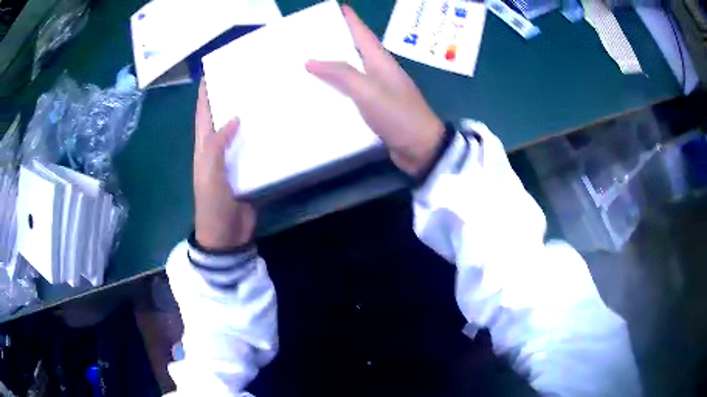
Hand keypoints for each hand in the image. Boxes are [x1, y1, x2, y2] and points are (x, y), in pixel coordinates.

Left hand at [193, 80, 255, 249]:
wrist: (226, 234)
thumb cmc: (212, 203)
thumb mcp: (209, 172)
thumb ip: (218, 144)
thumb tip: (235, 116)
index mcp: (204, 146)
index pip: (203, 113)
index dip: (204, 93)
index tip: (212, 72)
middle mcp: (218, 149)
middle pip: (223, 117)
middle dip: (230, 97)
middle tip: (248, 78)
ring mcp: (234, 159)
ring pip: (241, 131)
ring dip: (250, 115)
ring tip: (266, 96)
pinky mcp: (249, 170)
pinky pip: (256, 148)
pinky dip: (263, 137)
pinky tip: (278, 126)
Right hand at [306, 5, 444, 176]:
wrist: (421, 149)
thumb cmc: (398, 115)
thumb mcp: (369, 91)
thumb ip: (342, 74)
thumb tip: (311, 61)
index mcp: (381, 62)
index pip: (363, 34)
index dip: (350, 19)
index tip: (337, 8)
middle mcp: (380, 72)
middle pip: (356, 49)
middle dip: (337, 39)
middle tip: (312, 36)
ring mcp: (379, 91)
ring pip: (352, 71)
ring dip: (334, 65)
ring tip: (310, 61)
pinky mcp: (376, 108)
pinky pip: (352, 92)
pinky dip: (338, 89)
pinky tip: (323, 92)